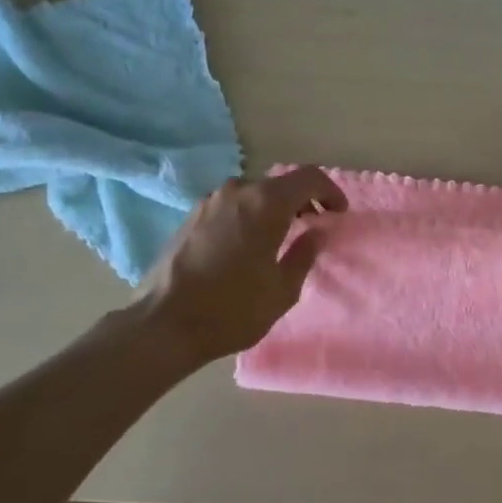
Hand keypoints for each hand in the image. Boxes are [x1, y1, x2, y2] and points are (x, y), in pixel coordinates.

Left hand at [130, 167, 347, 366]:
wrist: (163, 324)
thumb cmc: (232, 309)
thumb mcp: (282, 289)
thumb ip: (304, 254)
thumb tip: (316, 232)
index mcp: (265, 203)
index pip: (308, 178)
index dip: (330, 192)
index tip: (338, 214)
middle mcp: (236, 191)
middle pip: (279, 184)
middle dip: (302, 202)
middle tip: (313, 228)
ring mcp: (209, 202)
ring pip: (252, 194)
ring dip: (273, 209)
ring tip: (280, 238)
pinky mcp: (190, 217)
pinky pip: (231, 206)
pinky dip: (249, 216)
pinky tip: (248, 245)